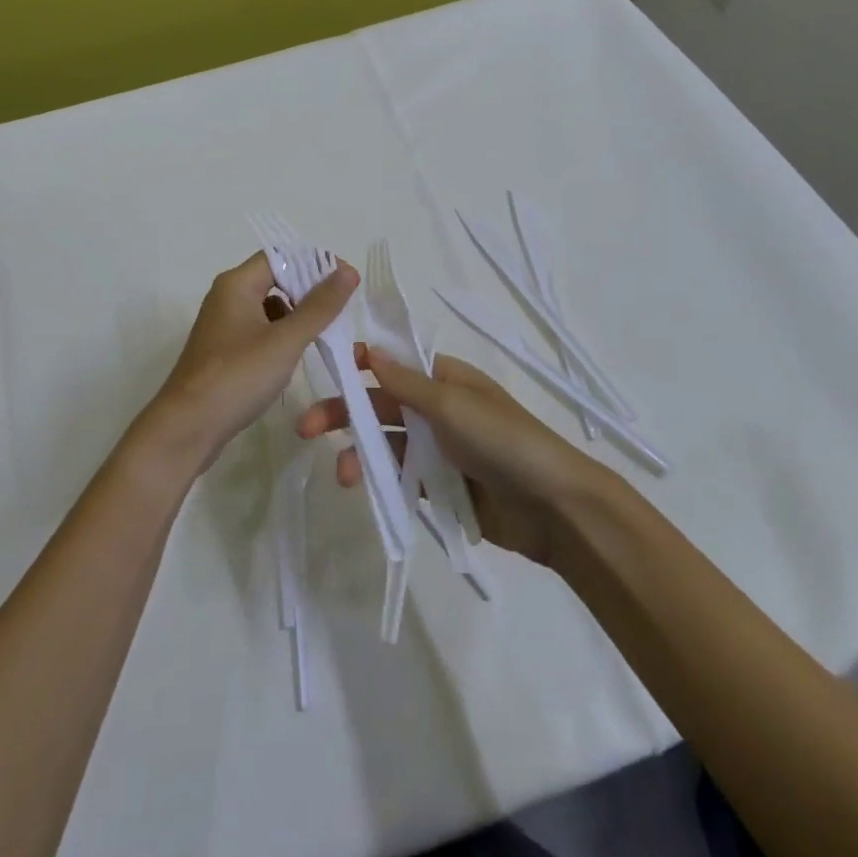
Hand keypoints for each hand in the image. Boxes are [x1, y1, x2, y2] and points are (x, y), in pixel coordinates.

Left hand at [141, 252, 358, 474]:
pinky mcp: (224, 351)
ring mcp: (223, 325)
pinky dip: (281, 336)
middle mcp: (227, 296)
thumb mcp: (285, 340)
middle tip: (341, 308)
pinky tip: (296, 356)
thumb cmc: (237, 377)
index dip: (315, 263)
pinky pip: (260, 331)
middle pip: (275, 278)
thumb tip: (347, 270)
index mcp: (236, 284)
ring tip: (324, 333)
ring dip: (297, 315)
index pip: (281, 256)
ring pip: (269, 307)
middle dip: (309, 290)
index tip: (346, 280)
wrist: (186, 429)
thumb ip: (319, 306)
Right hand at [296, 346, 604, 565]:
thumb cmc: (502, 439)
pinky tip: (364, 488)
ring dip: (361, 451)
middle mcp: (438, 409)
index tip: (325, 368)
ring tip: (343, 473)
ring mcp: (440, 449)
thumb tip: (368, 350)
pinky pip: (403, 476)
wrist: (552, 506)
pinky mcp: (442, 486)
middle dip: (345, 412)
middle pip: (382, 405)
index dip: (360, 364)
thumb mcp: (452, 403)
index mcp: (445, 378)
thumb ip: (405, 383)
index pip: (394, 364)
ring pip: (388, 444)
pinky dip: (382, 479)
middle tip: (304, 427)